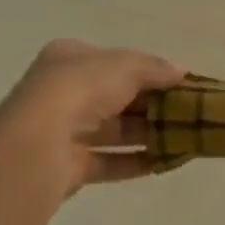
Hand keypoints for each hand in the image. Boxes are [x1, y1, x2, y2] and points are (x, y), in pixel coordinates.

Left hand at [0, 39, 184, 195]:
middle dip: (150, 105)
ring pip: (112, 131)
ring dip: (146, 135)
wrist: (38, 142)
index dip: (146, 71)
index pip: (113, 62)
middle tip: (186, 113)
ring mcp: (62, 131)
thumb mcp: (126, 65)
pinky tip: (165, 162)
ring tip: (183, 139)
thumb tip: (183, 71)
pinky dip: (135, 162)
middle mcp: (61, 91)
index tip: (178, 83)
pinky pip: (107, 162)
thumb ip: (155, 68)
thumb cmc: (81, 88)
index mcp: (68, 58)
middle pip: (115, 97)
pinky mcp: (67, 167)